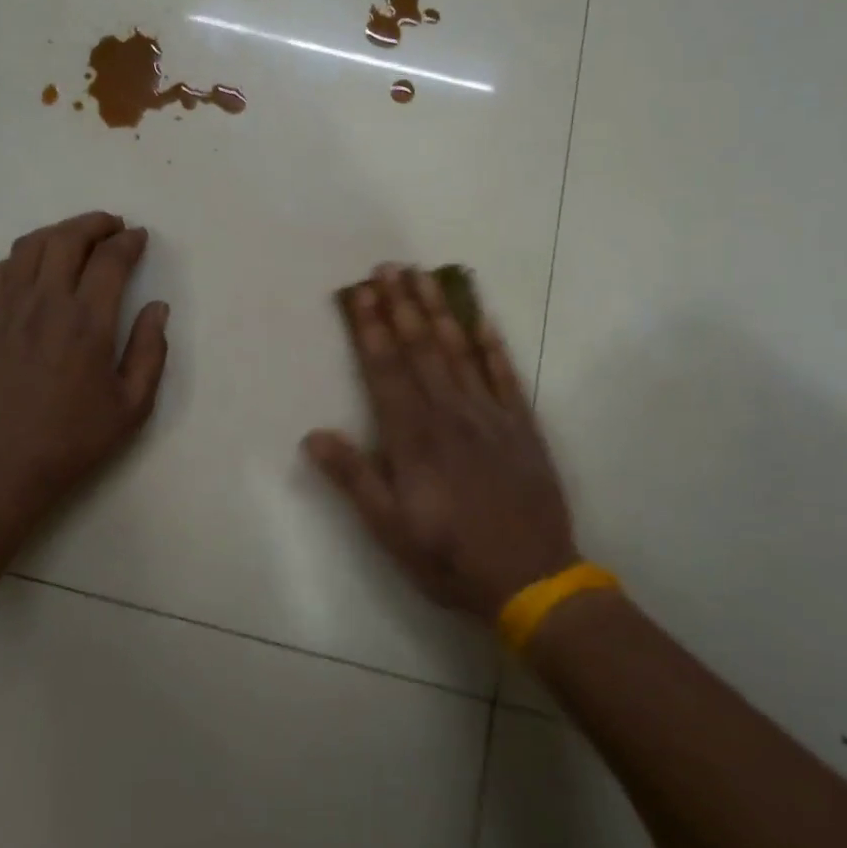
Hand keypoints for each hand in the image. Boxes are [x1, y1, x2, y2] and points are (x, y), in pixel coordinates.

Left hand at [0, 212, 169, 518]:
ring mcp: (10, 311)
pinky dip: (20, 258)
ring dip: (58, 232)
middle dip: (95, 223)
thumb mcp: (133, 405)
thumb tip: (157, 307)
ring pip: (30, 246)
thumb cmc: (76, 439)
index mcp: (87, 323)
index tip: (140, 238)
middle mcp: (46, 305)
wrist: (7, 467)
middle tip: (113, 226)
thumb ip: (150, 351)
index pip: (110, 260)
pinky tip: (33, 270)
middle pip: (67, 239)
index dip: (129, 242)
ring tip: (77, 238)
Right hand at [304, 267, 576, 621]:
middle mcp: (449, 414)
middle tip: (388, 266)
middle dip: (401, 304)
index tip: (359, 292)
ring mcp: (489, 416)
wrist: (533, 581)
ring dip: (439, 311)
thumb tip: (313, 435)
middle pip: (420, 348)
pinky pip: (505, 375)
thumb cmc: (450, 557)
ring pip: (459, 351)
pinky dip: (493, 344)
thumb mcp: (389, 528)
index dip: (370, 328)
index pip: (385, 370)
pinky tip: (482, 318)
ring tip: (425, 275)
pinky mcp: (521, 426)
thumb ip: (354, 478)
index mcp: (413, 437)